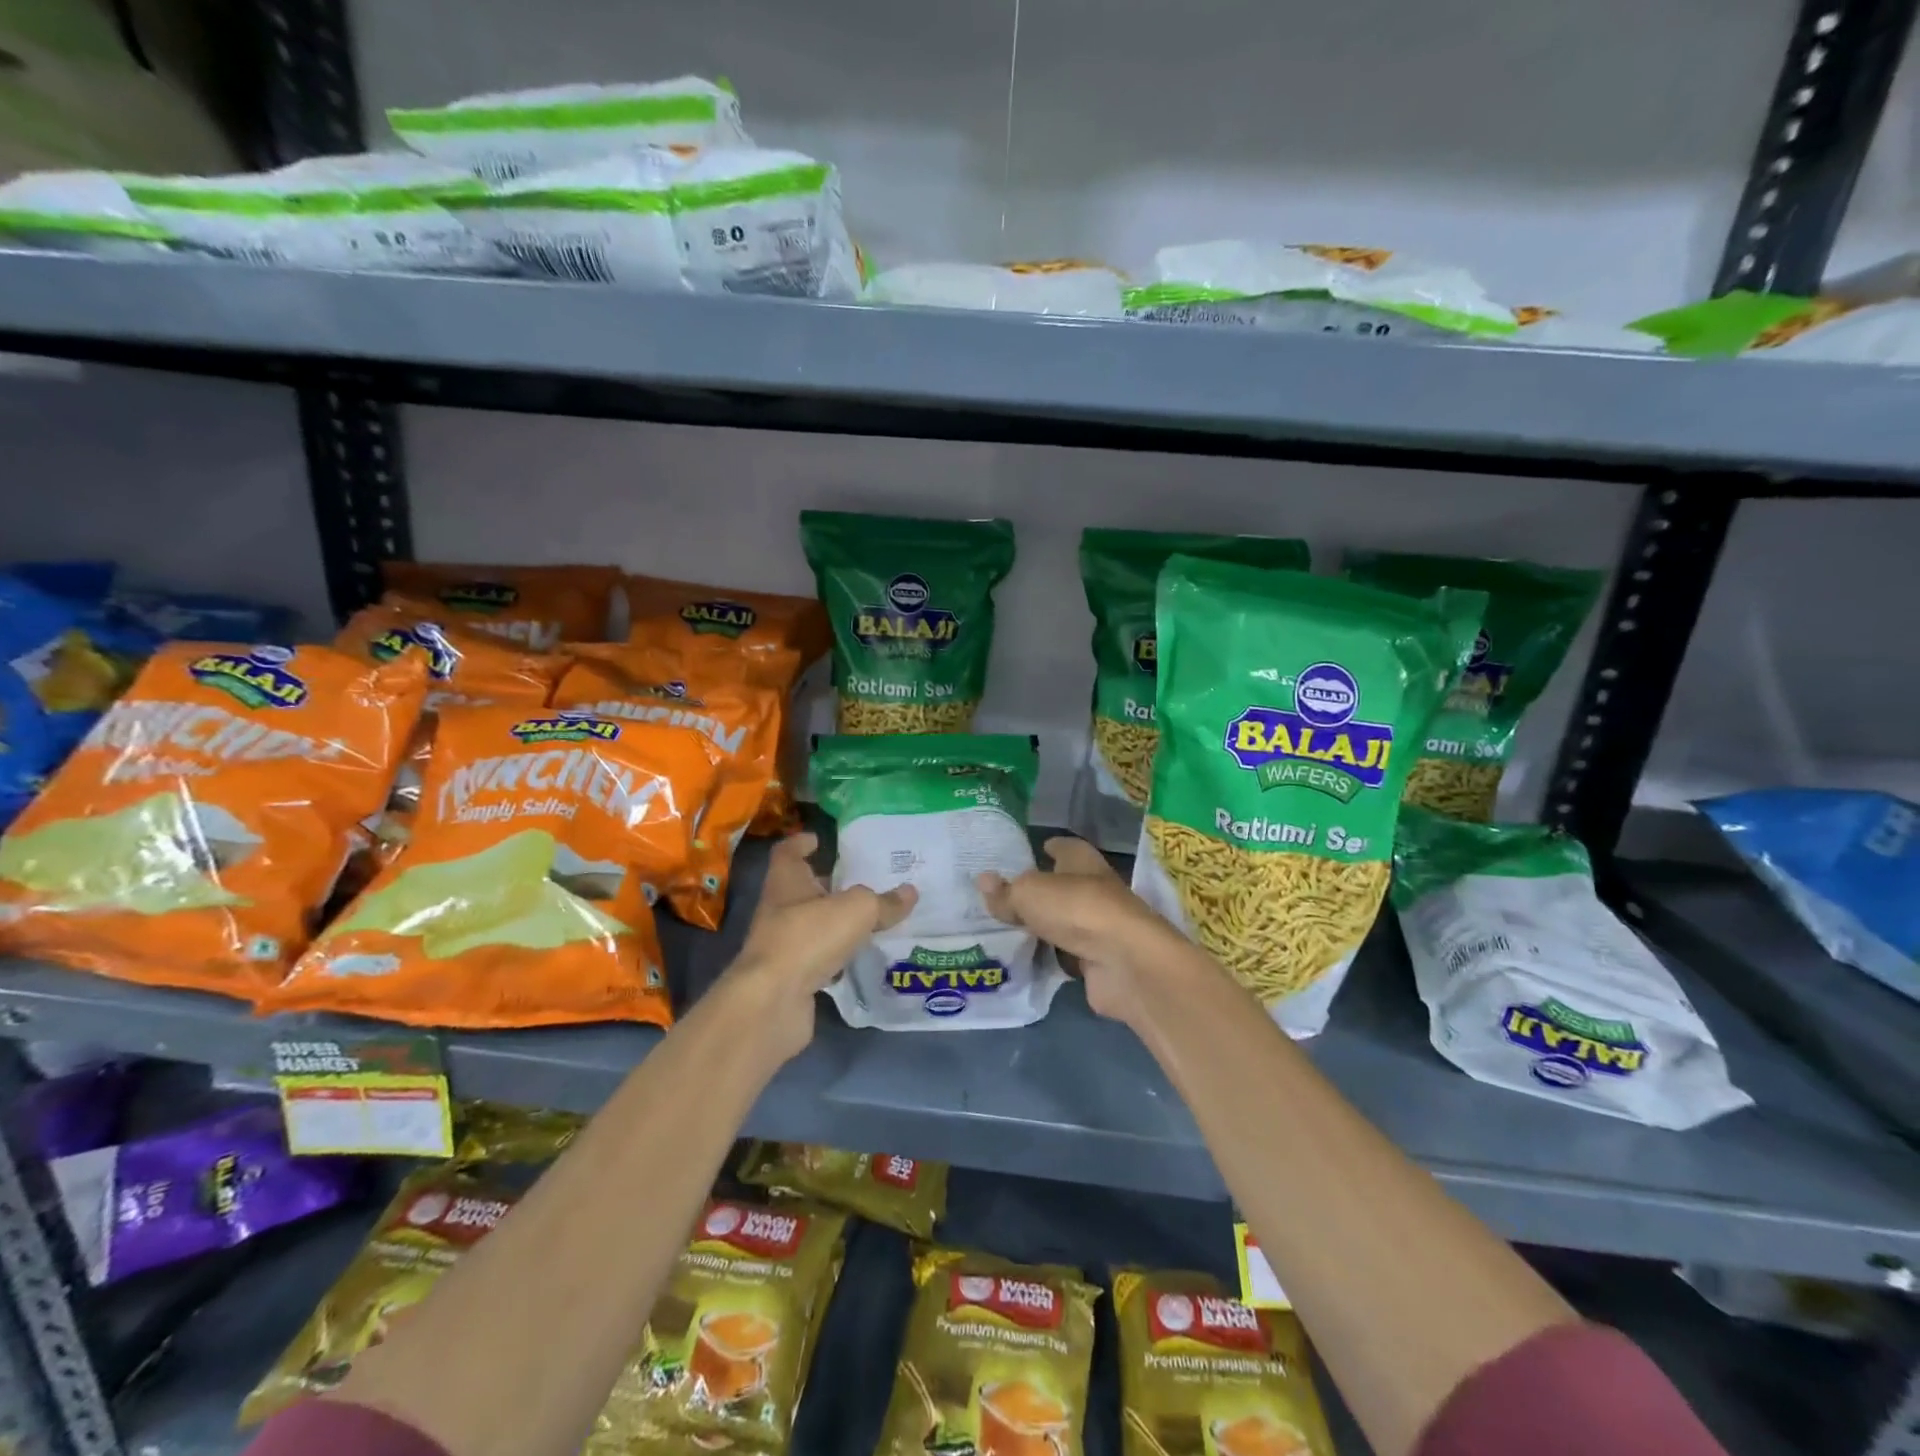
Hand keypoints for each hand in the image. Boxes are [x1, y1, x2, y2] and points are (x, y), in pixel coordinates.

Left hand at [722, 833, 914, 1058]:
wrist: (772, 1002)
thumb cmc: (808, 937)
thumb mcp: (857, 910)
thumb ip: (883, 901)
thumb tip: (910, 892)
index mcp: (787, 882)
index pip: (788, 853)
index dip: (802, 844)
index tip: (819, 839)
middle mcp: (779, 909)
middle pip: (802, 890)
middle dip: (827, 885)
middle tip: (861, 881)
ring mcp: (781, 946)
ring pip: (811, 926)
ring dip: (833, 922)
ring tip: (869, 918)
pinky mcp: (790, 977)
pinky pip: (817, 959)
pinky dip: (836, 957)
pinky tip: (860, 958)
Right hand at [977, 837, 1180, 1024]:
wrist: (1125, 962)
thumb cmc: (1076, 909)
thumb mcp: (1028, 893)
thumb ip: (1005, 892)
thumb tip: (982, 880)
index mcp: (1082, 860)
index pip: (1064, 847)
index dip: (1048, 847)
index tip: (1029, 852)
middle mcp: (1094, 888)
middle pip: (1061, 886)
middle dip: (1038, 890)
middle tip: (1002, 895)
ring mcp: (1098, 926)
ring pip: (1063, 921)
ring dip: (1043, 925)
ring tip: (1005, 928)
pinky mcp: (1097, 960)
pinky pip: (1065, 953)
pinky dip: (1050, 956)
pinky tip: (1025, 957)